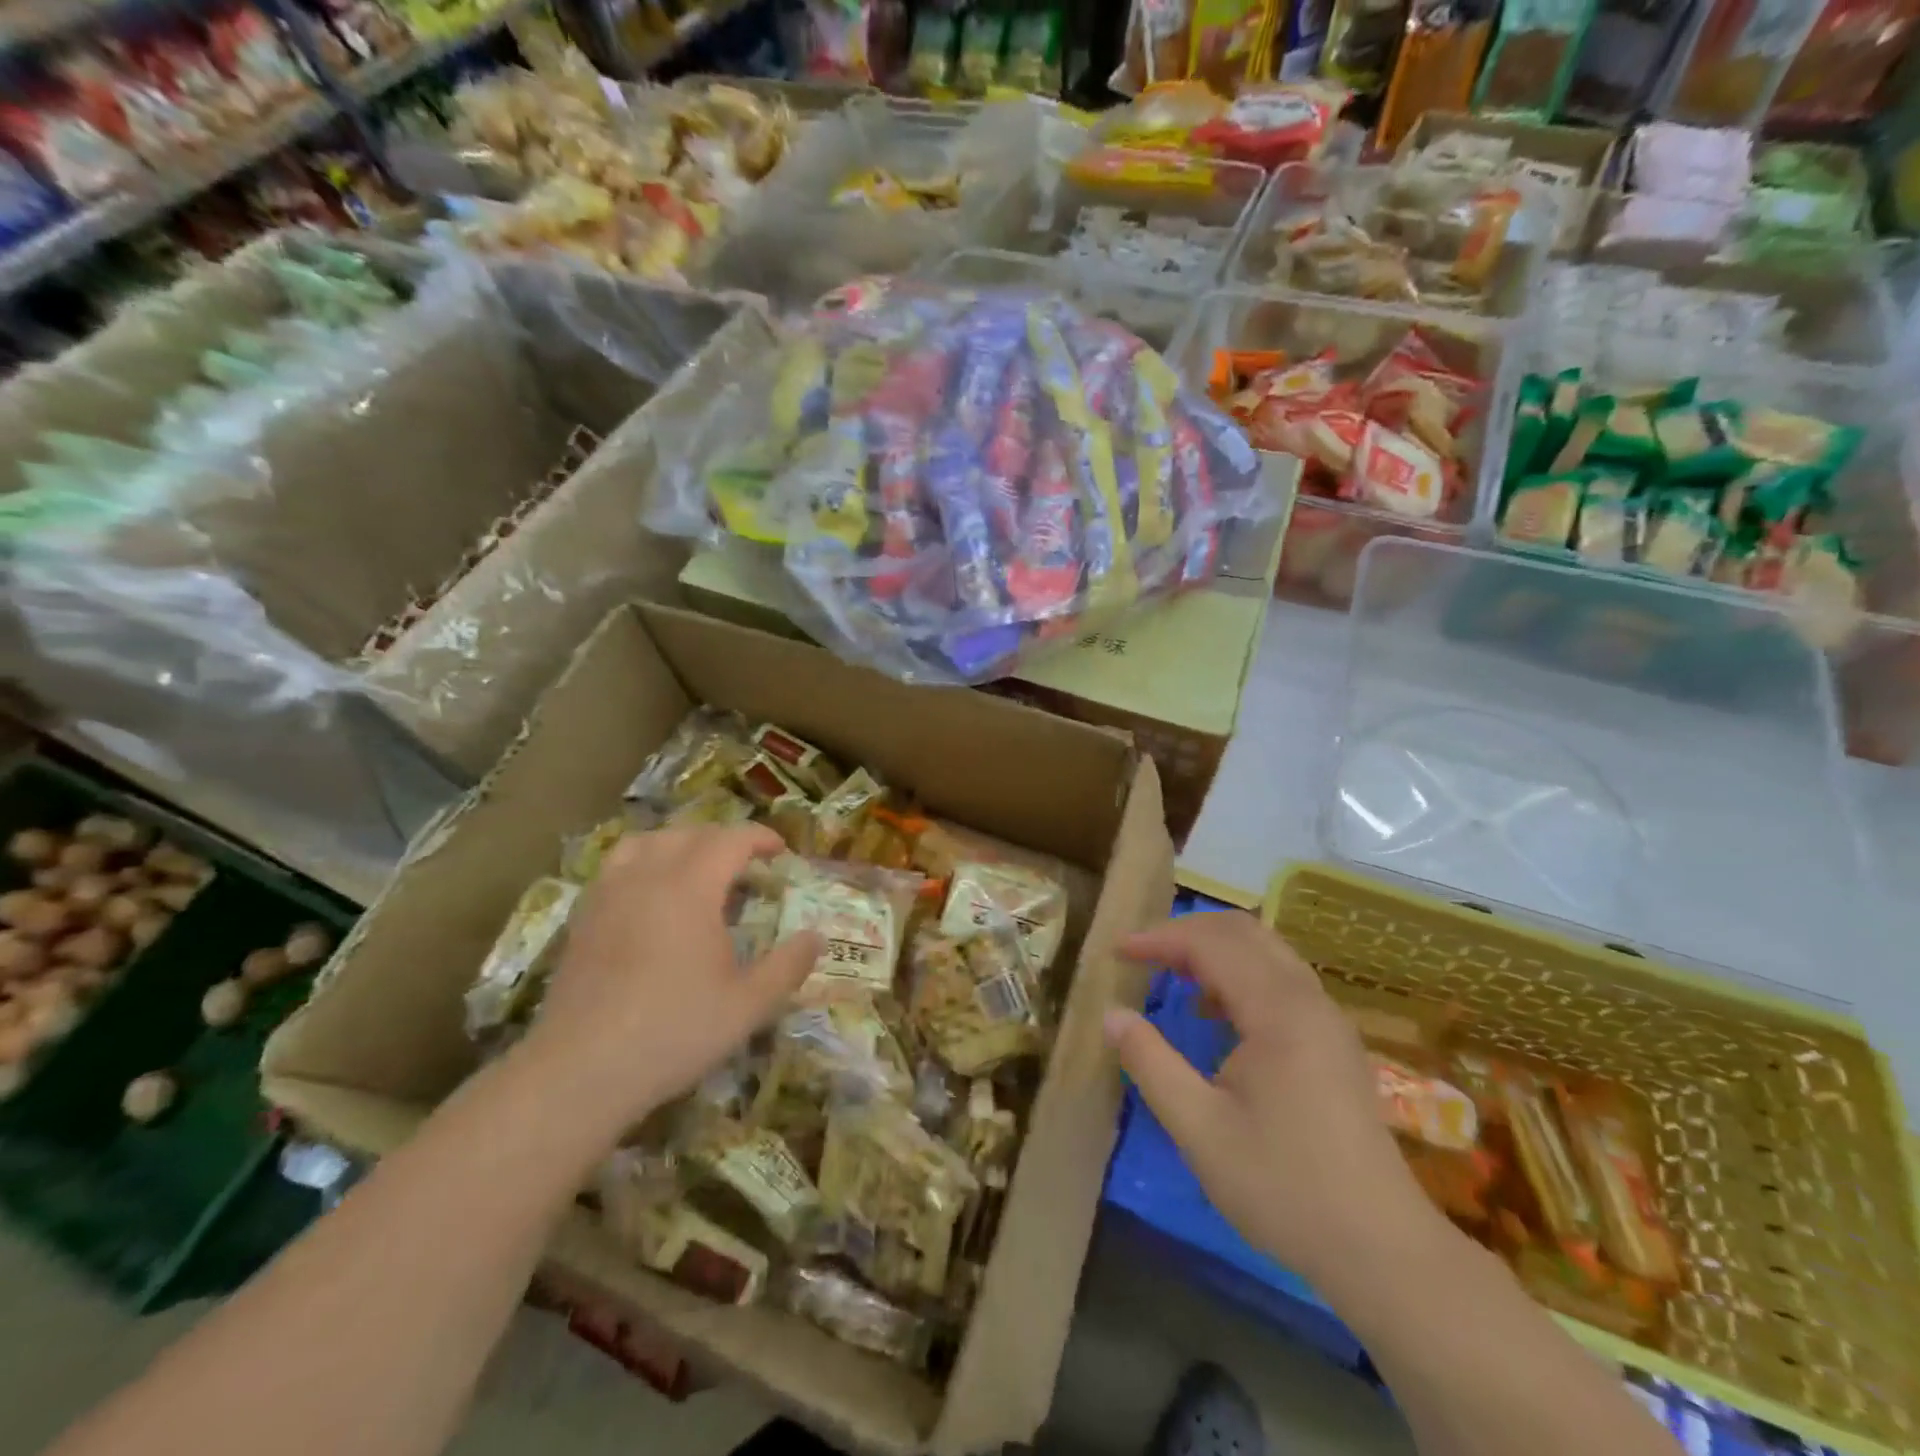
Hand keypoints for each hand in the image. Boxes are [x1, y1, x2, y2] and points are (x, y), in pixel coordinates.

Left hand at [519, 826, 819, 1130]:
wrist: (580, 1071)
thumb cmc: (674, 1032)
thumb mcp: (748, 1005)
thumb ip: (788, 966)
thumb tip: (816, 937)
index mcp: (690, 888)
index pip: (729, 839)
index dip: (759, 837)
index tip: (780, 850)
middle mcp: (647, 878)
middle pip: (688, 834)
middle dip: (723, 838)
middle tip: (747, 862)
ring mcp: (608, 896)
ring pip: (645, 843)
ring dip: (679, 843)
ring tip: (696, 866)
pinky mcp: (582, 920)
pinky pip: (615, 868)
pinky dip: (643, 863)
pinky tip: (650, 897)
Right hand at [1105, 912, 1442, 1287]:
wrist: (1382, 1250)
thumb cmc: (1284, 1187)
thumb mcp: (1199, 1129)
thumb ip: (1150, 1063)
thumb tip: (1112, 1015)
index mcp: (1278, 1011)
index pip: (1210, 944)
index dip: (1159, 939)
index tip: (1117, 952)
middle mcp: (1307, 999)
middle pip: (1242, 932)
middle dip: (1186, 934)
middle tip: (1143, 956)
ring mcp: (1327, 1018)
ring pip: (1266, 950)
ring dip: (1214, 950)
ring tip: (1171, 976)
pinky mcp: (1334, 1040)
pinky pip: (1281, 978)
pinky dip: (1240, 973)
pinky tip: (1216, 1013)